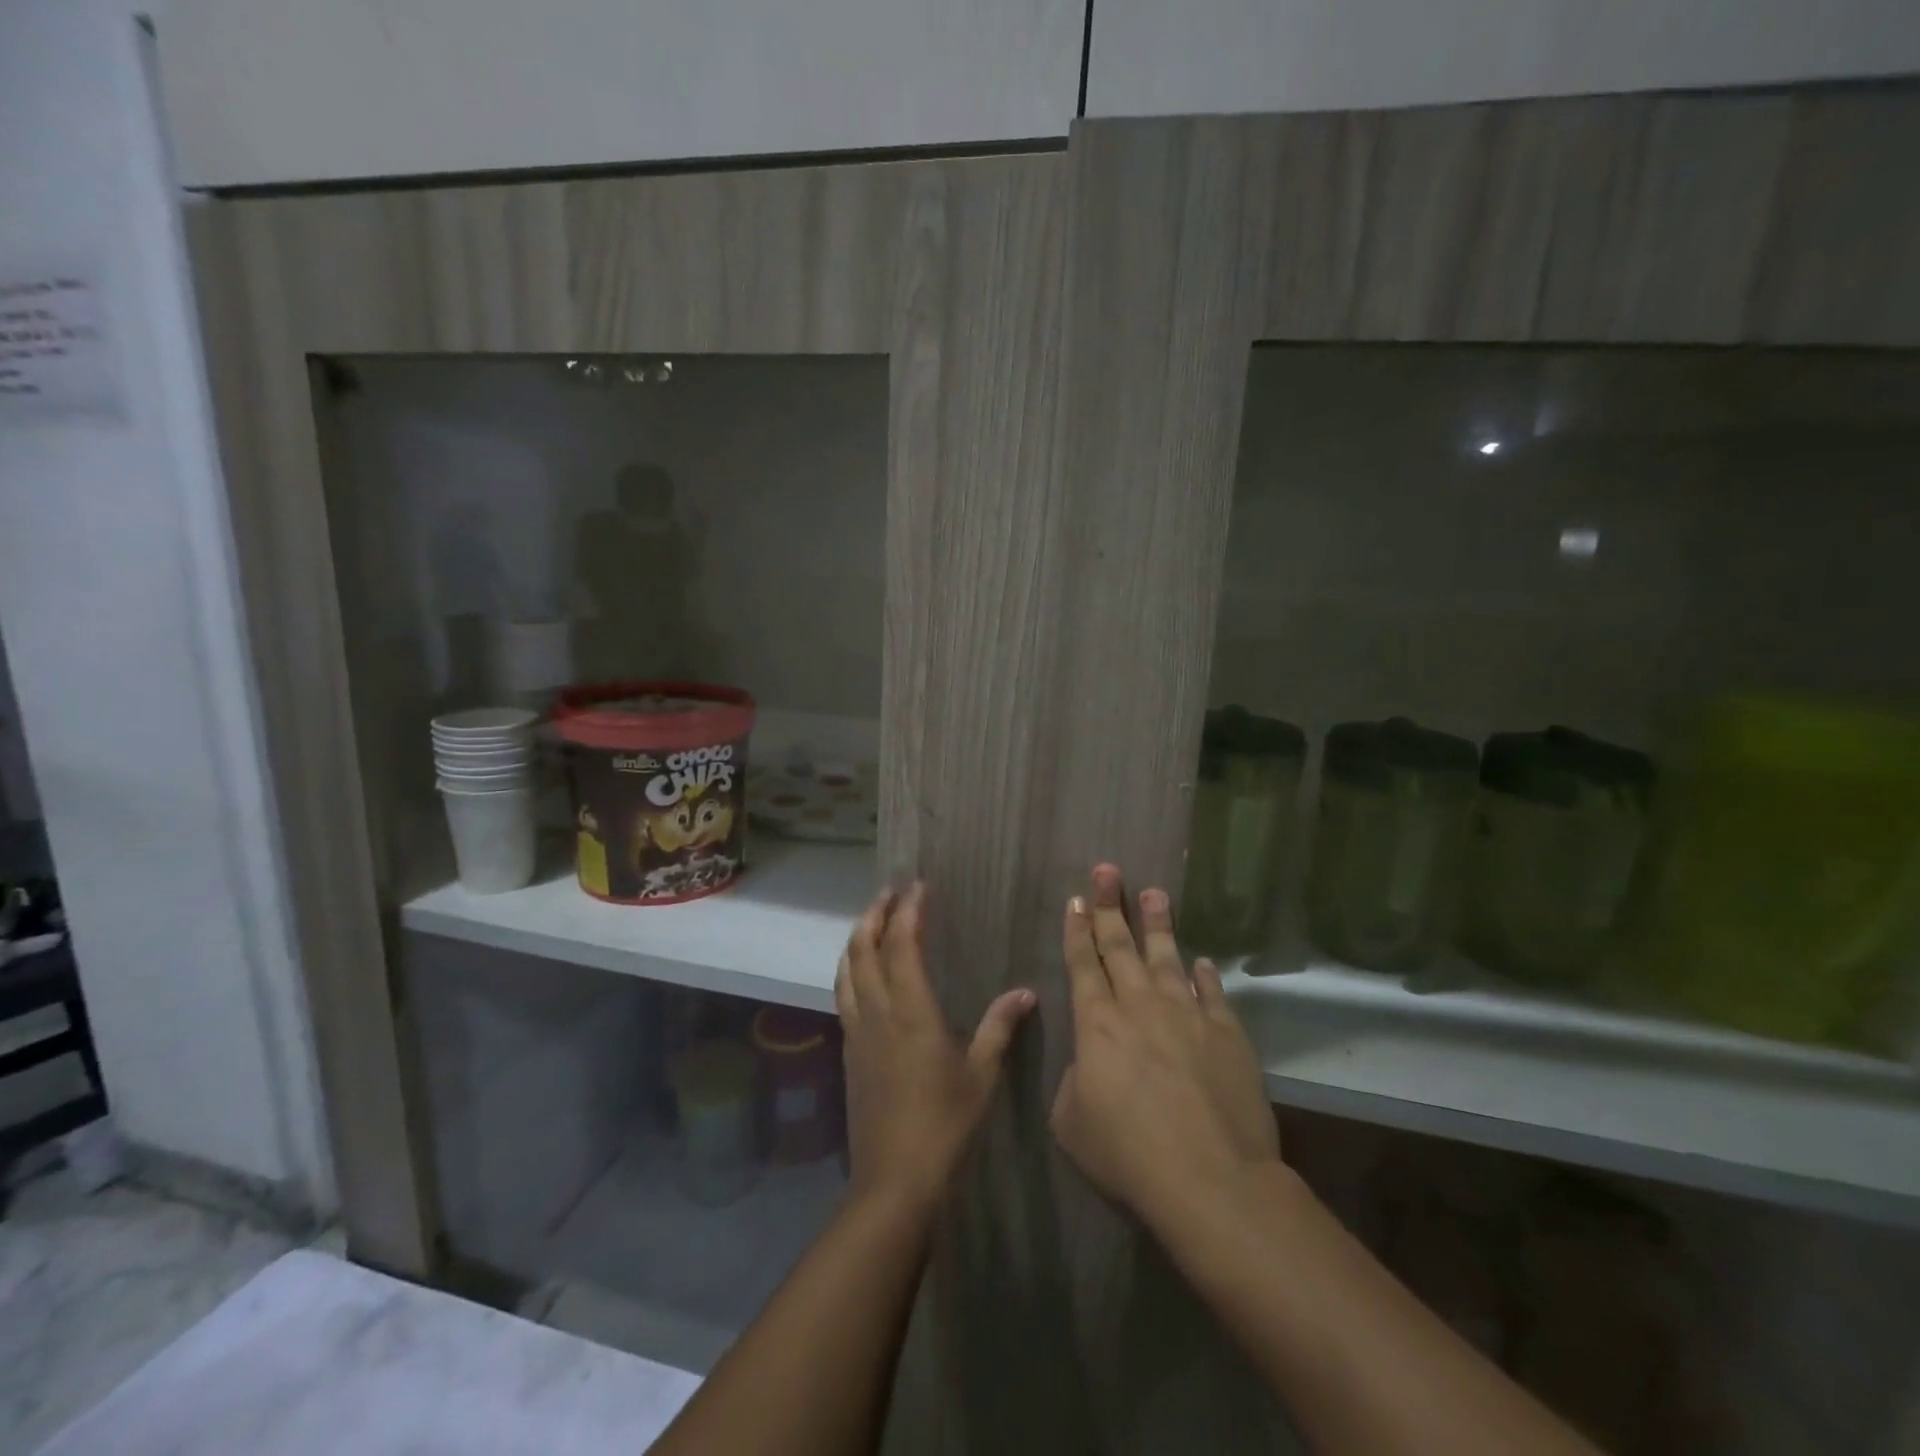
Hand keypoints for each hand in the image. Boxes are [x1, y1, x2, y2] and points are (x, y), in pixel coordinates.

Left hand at [836, 884, 1034, 1210]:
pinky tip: (859, 972)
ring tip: (870, 920)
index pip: (901, 945)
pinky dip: (849, 969)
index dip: (907, 912)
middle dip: (874, 914)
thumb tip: (1025, 992)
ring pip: (846, 970)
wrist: (894, 1181)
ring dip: (856, 938)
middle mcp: (877, 1013)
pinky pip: (843, 995)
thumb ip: (1000, 1028)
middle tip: (890, 892)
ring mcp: (856, 1032)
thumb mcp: (982, 1076)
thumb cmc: (944, 1125)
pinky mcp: (847, 1052)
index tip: (918, 887)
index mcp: (911, 1012)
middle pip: (864, 949)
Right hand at [1050, 864, 1281, 1232]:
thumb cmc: (1129, 1155)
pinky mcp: (1227, 1034)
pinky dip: (1204, 974)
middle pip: (1120, 946)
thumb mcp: (1073, 1124)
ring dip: (1158, 923)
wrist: (1211, 1180)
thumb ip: (1074, 1083)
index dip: (1078, 929)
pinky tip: (1202, 960)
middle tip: (1107, 870)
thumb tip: (1089, 1063)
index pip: (1082, 963)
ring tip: (1154, 891)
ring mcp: (1187, 1014)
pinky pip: (1212, 992)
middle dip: (1110, 906)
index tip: (1077, 899)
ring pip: (1167, 957)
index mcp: (1097, 1023)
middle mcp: (1140, 1006)